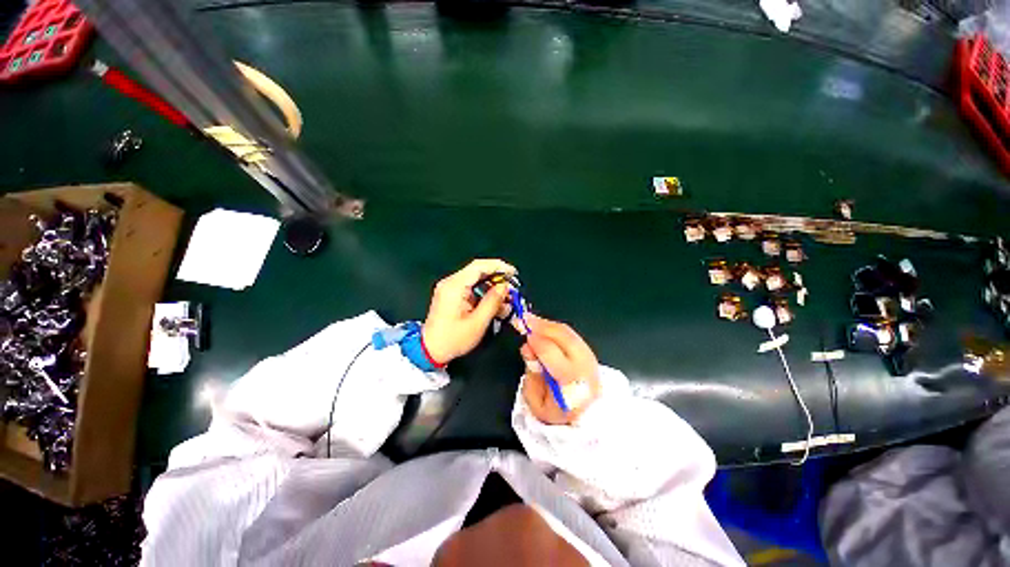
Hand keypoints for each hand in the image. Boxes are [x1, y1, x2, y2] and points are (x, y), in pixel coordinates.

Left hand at [421, 259, 515, 363]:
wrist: (430, 351)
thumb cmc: (453, 339)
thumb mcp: (478, 322)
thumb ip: (493, 302)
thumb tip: (504, 287)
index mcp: (454, 286)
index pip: (478, 266)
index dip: (498, 266)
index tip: (513, 273)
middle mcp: (450, 282)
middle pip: (477, 271)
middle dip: (497, 278)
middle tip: (511, 288)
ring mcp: (449, 288)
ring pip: (475, 279)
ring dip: (492, 287)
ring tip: (505, 299)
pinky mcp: (451, 294)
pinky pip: (471, 287)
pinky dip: (484, 293)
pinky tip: (494, 303)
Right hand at [520, 315, 600, 424]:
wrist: (585, 419)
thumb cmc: (556, 414)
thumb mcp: (536, 402)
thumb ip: (531, 375)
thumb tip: (527, 348)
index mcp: (571, 384)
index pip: (554, 356)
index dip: (538, 343)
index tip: (525, 336)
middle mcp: (585, 367)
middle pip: (565, 338)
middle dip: (543, 326)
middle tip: (525, 319)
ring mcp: (590, 358)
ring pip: (569, 333)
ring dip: (548, 324)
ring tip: (531, 320)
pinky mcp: (589, 352)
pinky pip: (571, 334)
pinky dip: (555, 328)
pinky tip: (543, 326)